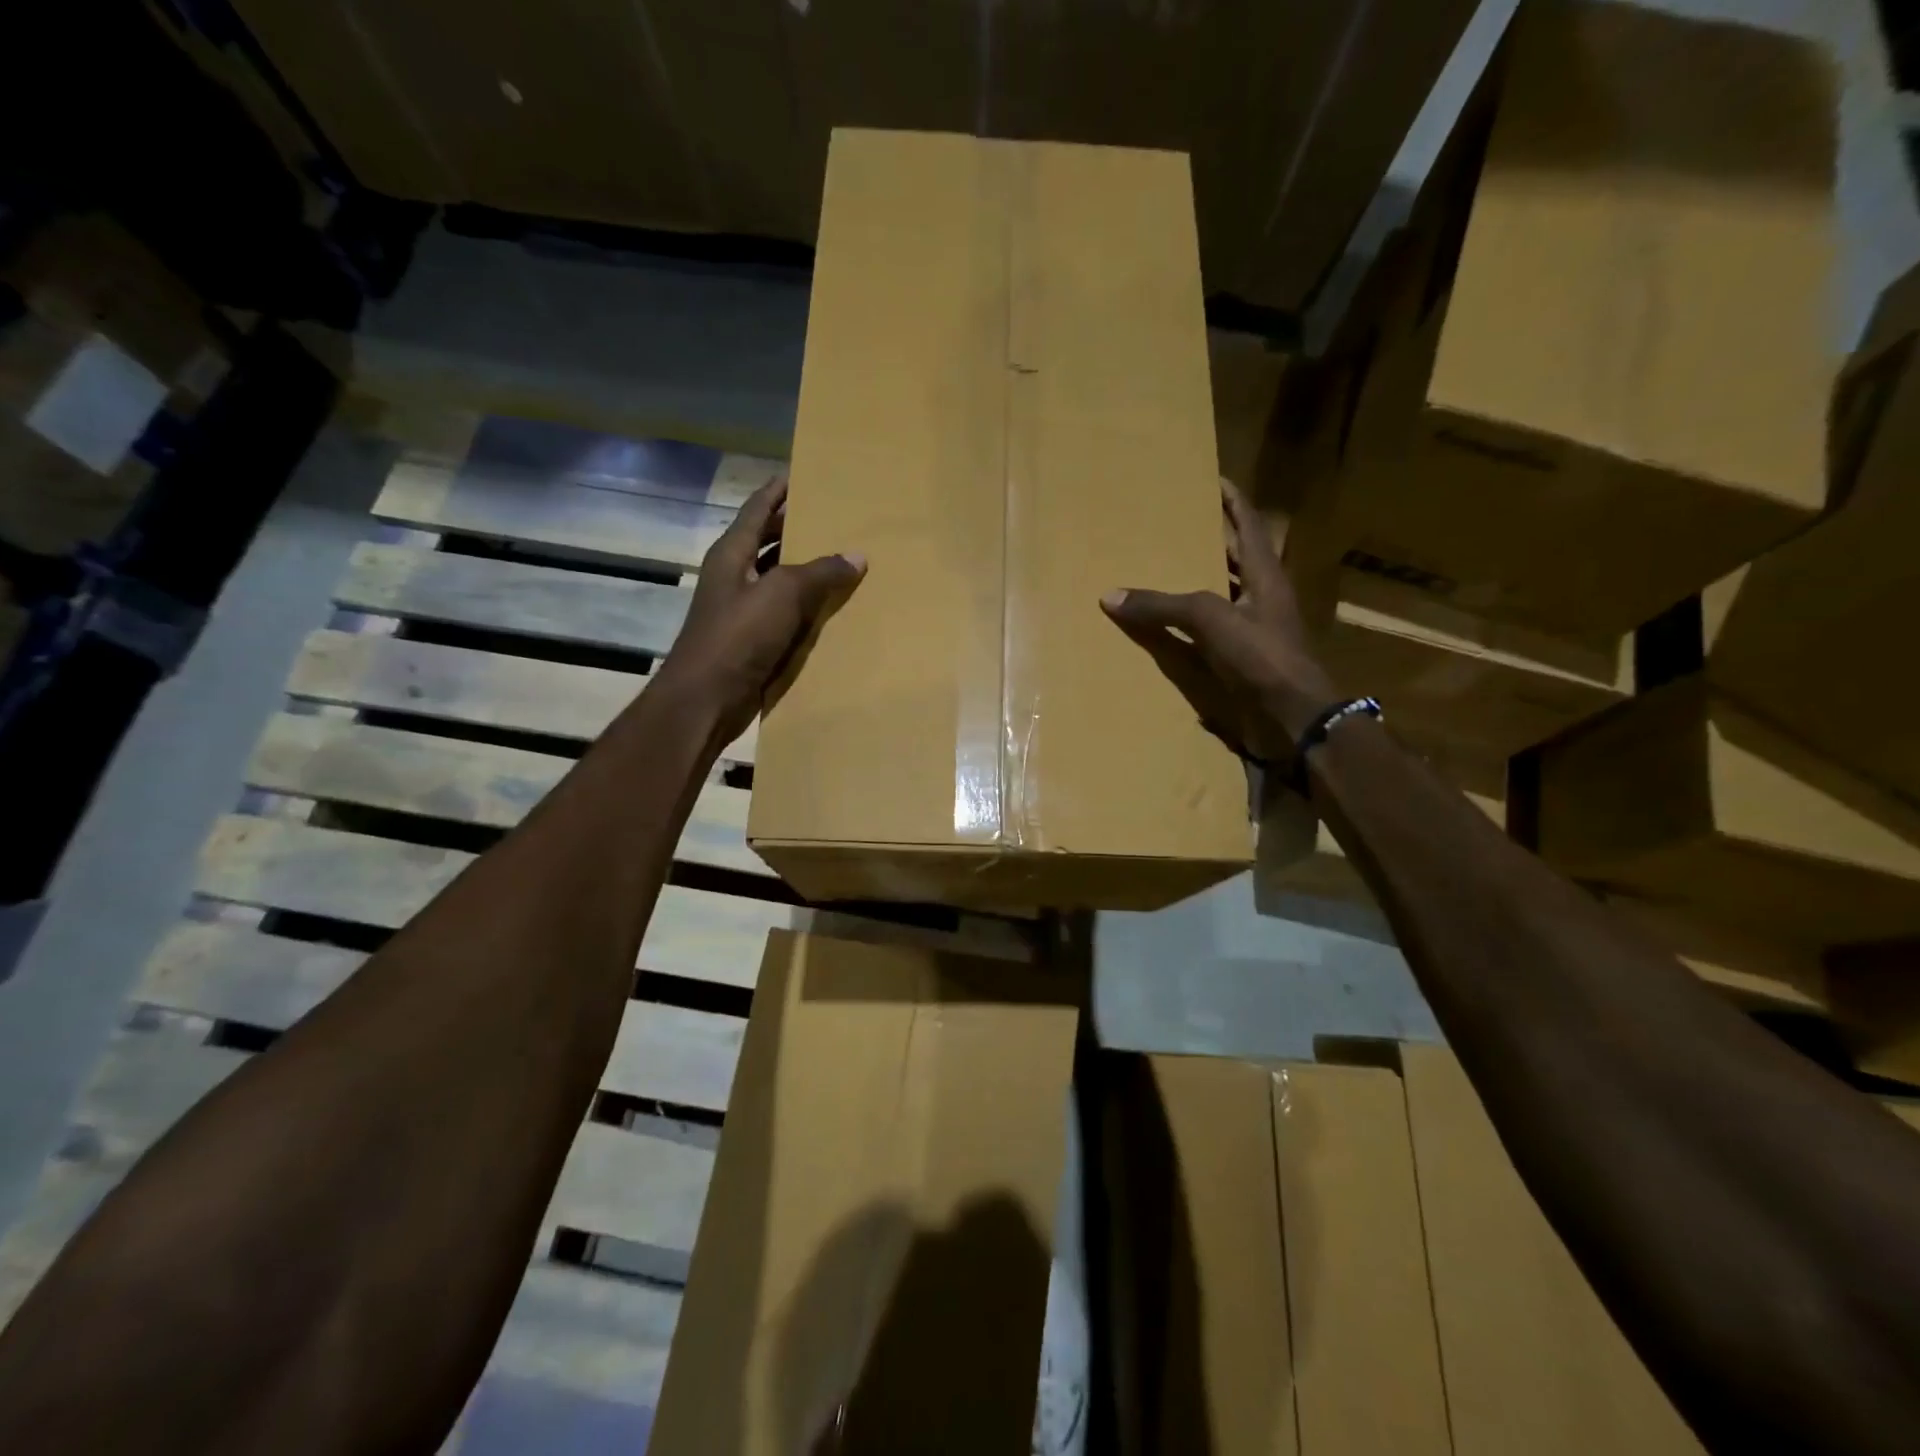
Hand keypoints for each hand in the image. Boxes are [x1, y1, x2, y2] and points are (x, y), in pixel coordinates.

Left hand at [654, 477, 864, 745]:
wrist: (706, 699)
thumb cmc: (738, 637)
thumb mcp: (783, 595)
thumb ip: (820, 572)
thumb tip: (856, 556)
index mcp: (732, 554)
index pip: (757, 509)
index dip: (778, 490)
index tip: (804, 473)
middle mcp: (734, 576)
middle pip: (768, 541)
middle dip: (797, 527)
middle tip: (836, 516)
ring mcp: (742, 610)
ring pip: (779, 579)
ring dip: (806, 569)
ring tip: (843, 557)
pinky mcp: (752, 640)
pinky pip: (785, 613)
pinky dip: (806, 607)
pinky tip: (833, 608)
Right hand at [1101, 478, 1338, 768]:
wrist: (1294, 717)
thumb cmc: (1262, 657)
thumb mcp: (1211, 620)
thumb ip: (1163, 606)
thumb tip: (1110, 596)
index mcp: (1264, 575)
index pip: (1249, 525)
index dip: (1233, 500)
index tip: (1214, 477)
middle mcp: (1261, 596)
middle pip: (1235, 557)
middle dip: (1210, 538)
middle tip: (1175, 523)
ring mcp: (1254, 629)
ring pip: (1221, 595)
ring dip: (1196, 582)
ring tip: (1163, 568)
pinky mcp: (1243, 659)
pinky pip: (1210, 631)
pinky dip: (1188, 625)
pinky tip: (1166, 626)